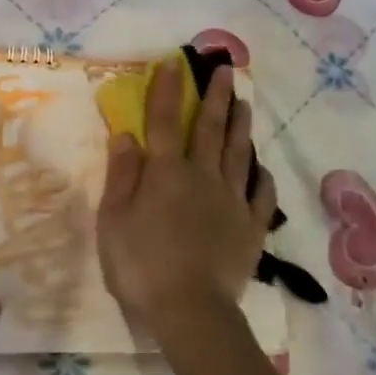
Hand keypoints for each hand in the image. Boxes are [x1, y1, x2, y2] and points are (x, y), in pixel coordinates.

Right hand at [95, 59, 275, 347]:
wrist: (190, 310)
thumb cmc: (141, 264)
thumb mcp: (114, 220)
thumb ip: (122, 176)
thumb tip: (126, 135)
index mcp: (166, 173)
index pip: (163, 122)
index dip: (166, 91)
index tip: (174, 64)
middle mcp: (202, 176)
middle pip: (209, 129)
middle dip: (215, 98)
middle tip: (225, 71)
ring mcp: (231, 201)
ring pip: (238, 154)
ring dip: (240, 126)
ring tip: (245, 103)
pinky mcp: (251, 227)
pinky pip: (261, 195)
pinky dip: (262, 177)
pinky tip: (261, 168)